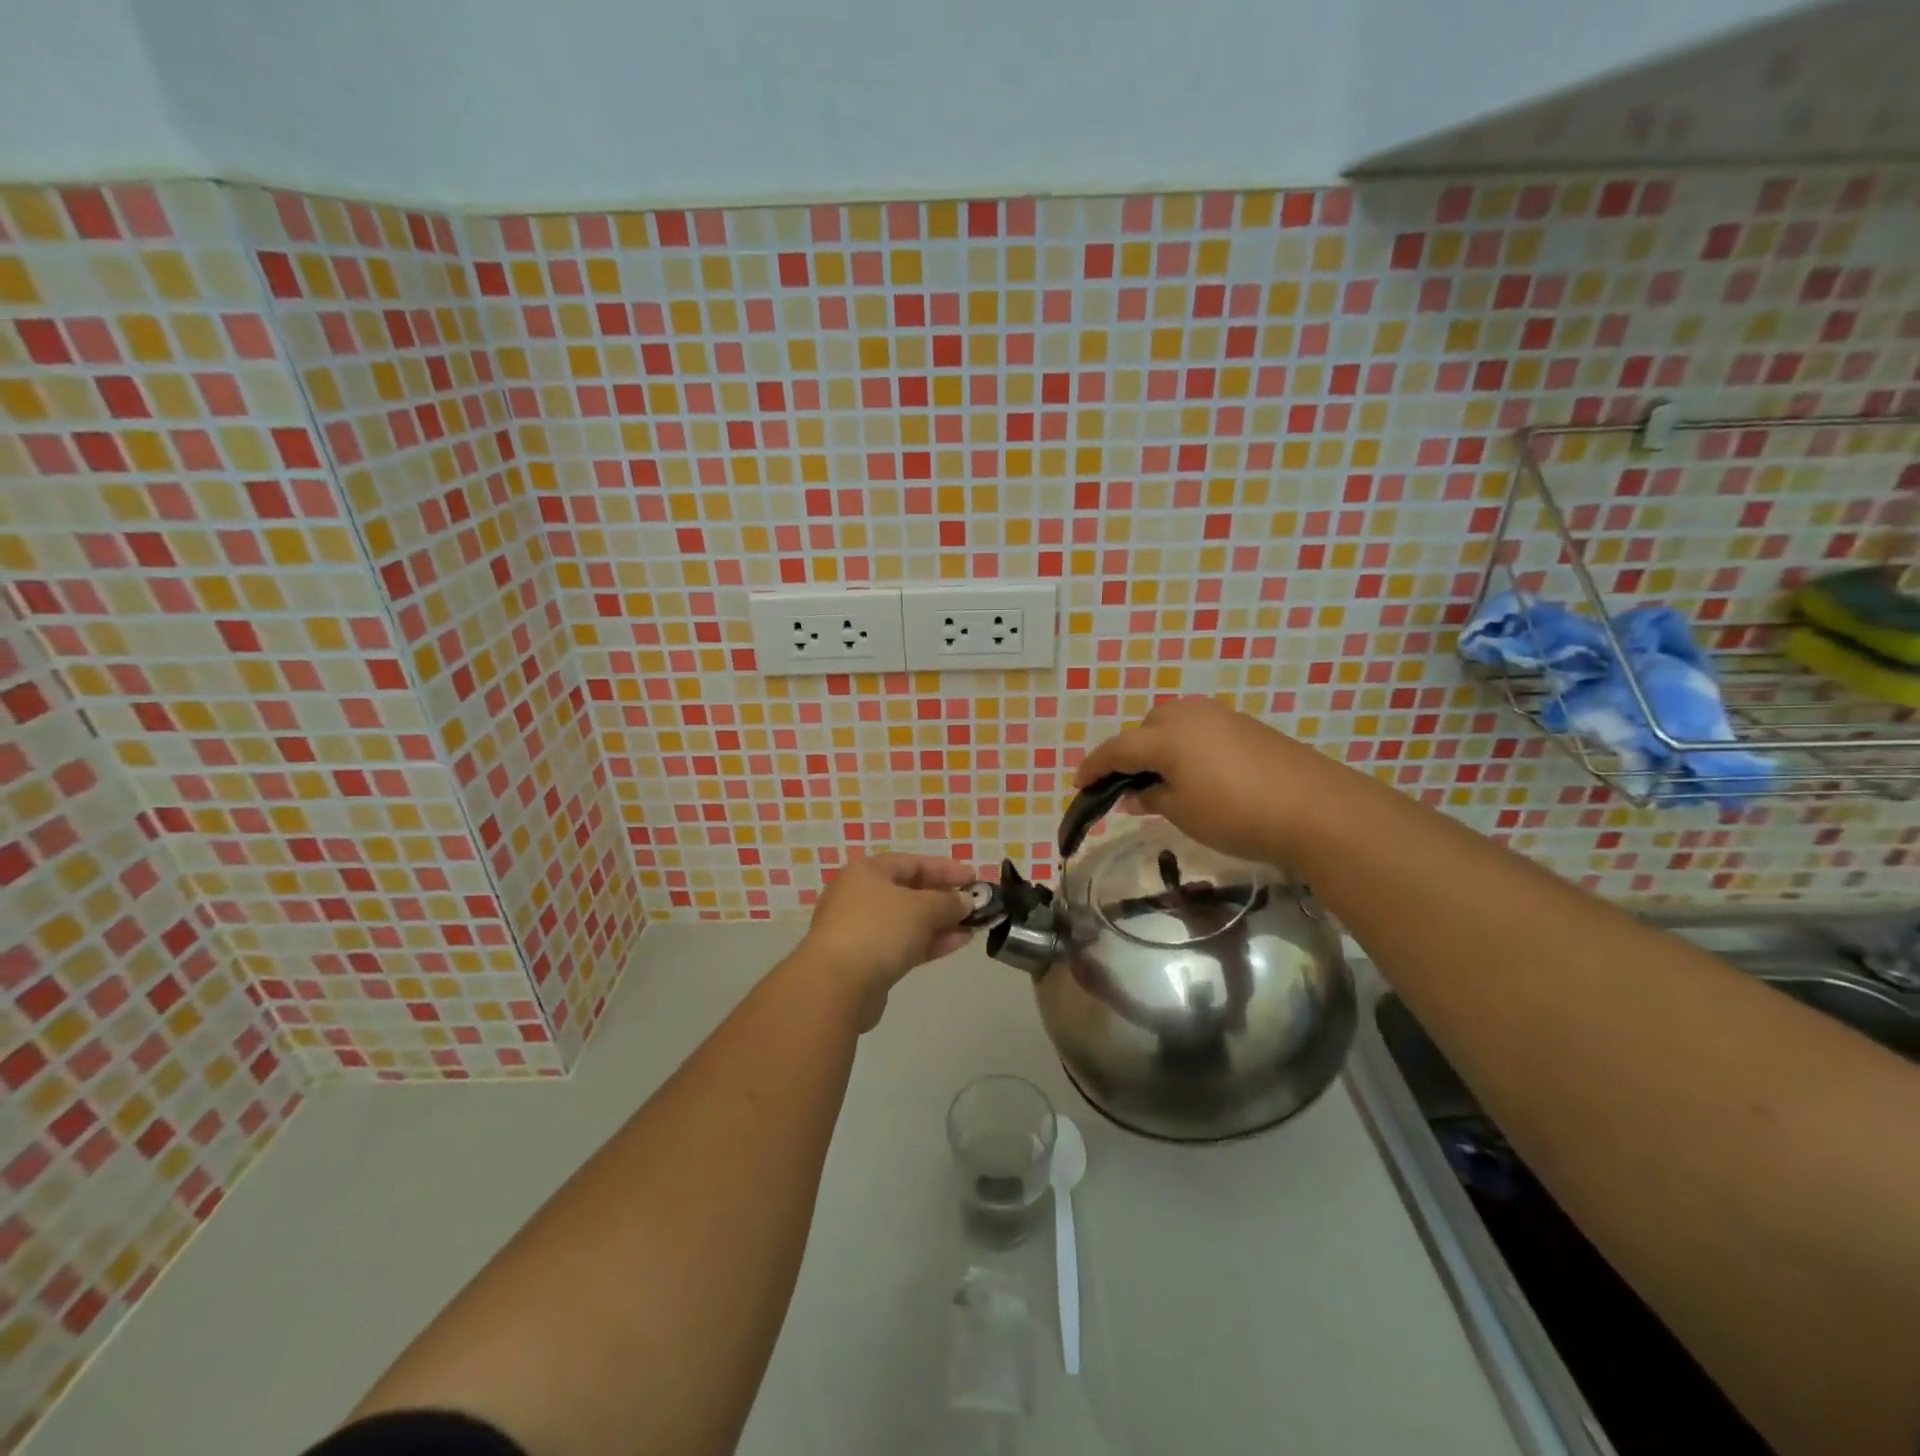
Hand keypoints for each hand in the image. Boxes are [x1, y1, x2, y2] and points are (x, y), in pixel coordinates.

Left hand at [794, 854, 975, 1027]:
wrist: (836, 985)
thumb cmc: (878, 930)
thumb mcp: (921, 908)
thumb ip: (948, 902)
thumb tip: (965, 901)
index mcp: (867, 872)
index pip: (912, 863)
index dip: (946, 869)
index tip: (974, 878)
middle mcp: (860, 895)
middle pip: (910, 891)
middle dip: (945, 898)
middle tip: (975, 904)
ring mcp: (861, 930)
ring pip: (908, 921)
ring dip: (941, 923)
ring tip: (974, 926)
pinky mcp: (866, 960)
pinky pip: (904, 944)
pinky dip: (929, 942)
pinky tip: (958, 943)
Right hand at [1075, 697, 1337, 866]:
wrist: (1314, 808)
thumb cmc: (1235, 814)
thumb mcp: (1183, 812)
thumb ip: (1151, 798)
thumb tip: (1133, 794)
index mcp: (1165, 736)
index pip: (1116, 749)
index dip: (1094, 768)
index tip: (1079, 785)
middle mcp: (1188, 715)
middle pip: (1145, 727)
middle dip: (1131, 752)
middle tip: (1129, 784)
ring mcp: (1221, 716)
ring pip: (1175, 723)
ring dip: (1160, 745)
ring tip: (1165, 778)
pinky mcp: (1247, 725)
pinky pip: (1201, 729)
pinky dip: (1188, 746)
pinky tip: (1200, 772)